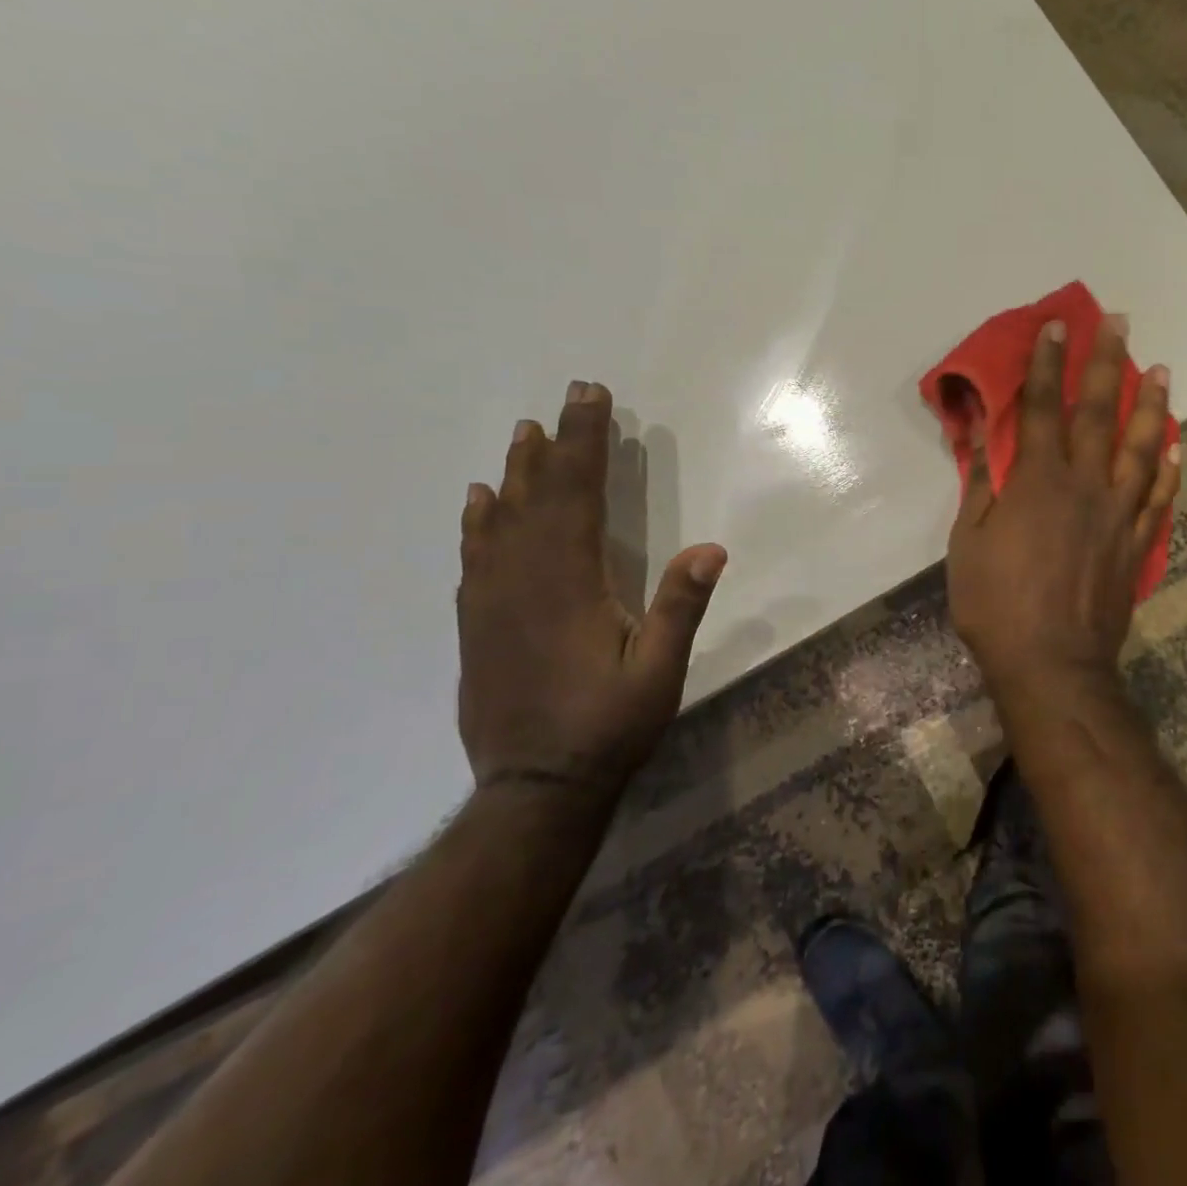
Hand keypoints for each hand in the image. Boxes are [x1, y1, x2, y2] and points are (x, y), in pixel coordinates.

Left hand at [457, 380, 725, 797]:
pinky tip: (480, 503)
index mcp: (569, 583)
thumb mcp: (659, 672)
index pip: (577, 494)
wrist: (533, 790)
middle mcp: (522, 580)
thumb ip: (680, 608)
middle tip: (567, 399)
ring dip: (516, 473)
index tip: (592, 396)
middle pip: (537, 495)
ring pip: (500, 520)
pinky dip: (479, 521)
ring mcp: (492, 602)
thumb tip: (711, 548)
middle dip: (556, 443)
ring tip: (523, 435)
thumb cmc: (607, 728)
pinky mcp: (477, 625)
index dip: (585, 441)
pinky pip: (474, 557)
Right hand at [946, 317, 1177, 697]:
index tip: (1055, 326)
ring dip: (1151, 404)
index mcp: (1039, 481)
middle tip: (1119, 323)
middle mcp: (1086, 485)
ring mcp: (1119, 514)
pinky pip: (1159, 496)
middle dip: (1106, 363)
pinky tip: (1175, 444)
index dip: (1046, 363)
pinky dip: (1168, 466)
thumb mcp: (969, 541)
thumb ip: (979, 481)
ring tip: (1162, 369)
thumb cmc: (997, 604)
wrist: (1052, 664)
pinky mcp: (1137, 543)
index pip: (1041, 407)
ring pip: (1141, 446)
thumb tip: (976, 431)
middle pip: (1099, 413)